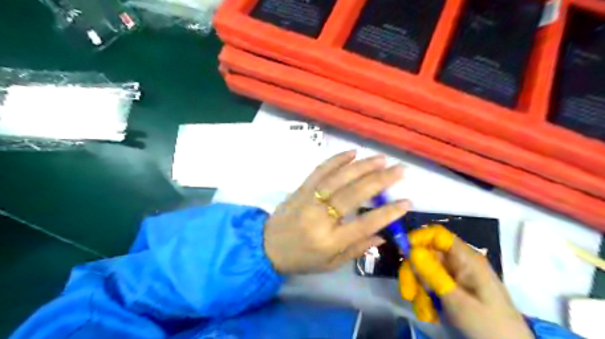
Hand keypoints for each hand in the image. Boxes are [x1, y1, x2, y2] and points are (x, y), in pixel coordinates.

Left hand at [265, 151, 410, 274]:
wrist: (266, 246)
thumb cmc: (301, 259)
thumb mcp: (330, 264)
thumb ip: (357, 249)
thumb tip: (382, 235)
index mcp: (330, 241)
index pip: (365, 224)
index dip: (388, 213)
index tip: (407, 201)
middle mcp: (321, 217)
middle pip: (354, 195)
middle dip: (380, 180)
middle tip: (400, 170)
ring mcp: (309, 199)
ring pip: (339, 178)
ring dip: (362, 166)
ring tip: (381, 159)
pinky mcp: (301, 188)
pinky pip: (320, 170)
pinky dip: (336, 160)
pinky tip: (351, 153)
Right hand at [400, 226, 532, 338]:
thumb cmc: (489, 326)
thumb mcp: (458, 301)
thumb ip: (433, 275)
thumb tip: (411, 250)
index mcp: (466, 258)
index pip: (438, 235)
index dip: (418, 238)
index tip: (403, 252)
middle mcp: (458, 263)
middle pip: (426, 255)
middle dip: (413, 273)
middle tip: (407, 293)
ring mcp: (454, 276)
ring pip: (424, 272)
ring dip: (418, 290)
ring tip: (425, 311)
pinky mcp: (451, 289)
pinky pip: (429, 286)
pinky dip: (425, 299)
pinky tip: (431, 314)